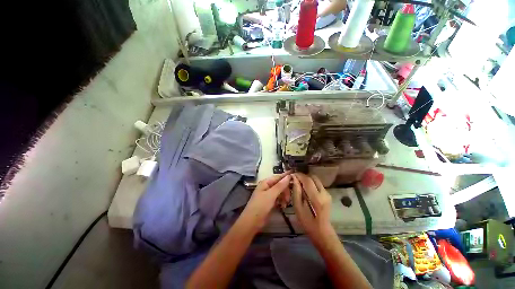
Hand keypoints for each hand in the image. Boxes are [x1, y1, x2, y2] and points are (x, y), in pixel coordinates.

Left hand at [241, 172, 291, 229]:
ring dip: (284, 196)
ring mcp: (268, 195)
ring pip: (280, 192)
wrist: (252, 222)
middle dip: (285, 190)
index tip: (295, 176)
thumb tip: (288, 176)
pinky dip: (282, 201)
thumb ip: (280, 186)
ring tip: (286, 203)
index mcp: (266, 182)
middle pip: (280, 184)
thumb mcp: (271, 195)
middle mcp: (267, 187)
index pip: (278, 177)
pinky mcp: (270, 202)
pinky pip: (278, 198)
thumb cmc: (260, 206)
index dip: (286, 176)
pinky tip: (283, 206)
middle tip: (288, 197)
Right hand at [292, 173, 333, 243]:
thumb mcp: (298, 207)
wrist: (322, 232)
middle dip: (303, 176)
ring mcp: (327, 194)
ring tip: (299, 184)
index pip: (307, 180)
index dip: (299, 175)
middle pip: (313, 177)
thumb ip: (296, 191)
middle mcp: (324, 193)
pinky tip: (306, 189)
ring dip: (307, 179)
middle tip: (295, 180)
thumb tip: (294, 178)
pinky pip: (318, 184)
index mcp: (316, 197)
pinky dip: (311, 183)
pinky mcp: (328, 195)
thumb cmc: (307, 222)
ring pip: (316, 180)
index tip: (292, 175)